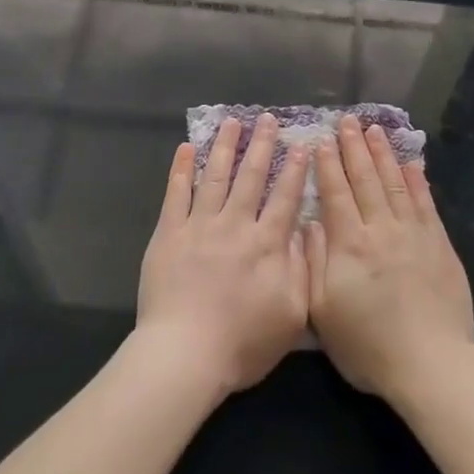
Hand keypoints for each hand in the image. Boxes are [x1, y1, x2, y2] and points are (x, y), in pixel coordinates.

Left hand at [136, 114, 310, 398]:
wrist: (185, 354)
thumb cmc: (243, 343)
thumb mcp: (292, 314)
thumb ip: (301, 268)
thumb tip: (304, 230)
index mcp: (267, 244)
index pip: (286, 197)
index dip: (295, 170)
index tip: (302, 144)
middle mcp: (235, 225)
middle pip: (251, 177)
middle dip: (261, 145)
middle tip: (267, 119)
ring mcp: (199, 226)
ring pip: (215, 176)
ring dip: (225, 147)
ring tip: (231, 122)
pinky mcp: (169, 234)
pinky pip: (176, 194)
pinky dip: (182, 169)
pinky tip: (187, 148)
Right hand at [307, 115, 473, 401]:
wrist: (431, 364)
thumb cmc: (368, 345)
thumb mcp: (323, 313)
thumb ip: (314, 263)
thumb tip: (310, 223)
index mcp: (349, 244)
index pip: (336, 194)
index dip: (327, 165)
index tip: (320, 140)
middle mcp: (381, 229)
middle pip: (365, 179)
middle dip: (354, 148)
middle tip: (347, 121)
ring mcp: (414, 234)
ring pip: (395, 183)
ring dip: (383, 155)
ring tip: (374, 130)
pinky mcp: (439, 244)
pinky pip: (426, 203)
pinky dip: (417, 180)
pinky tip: (411, 163)